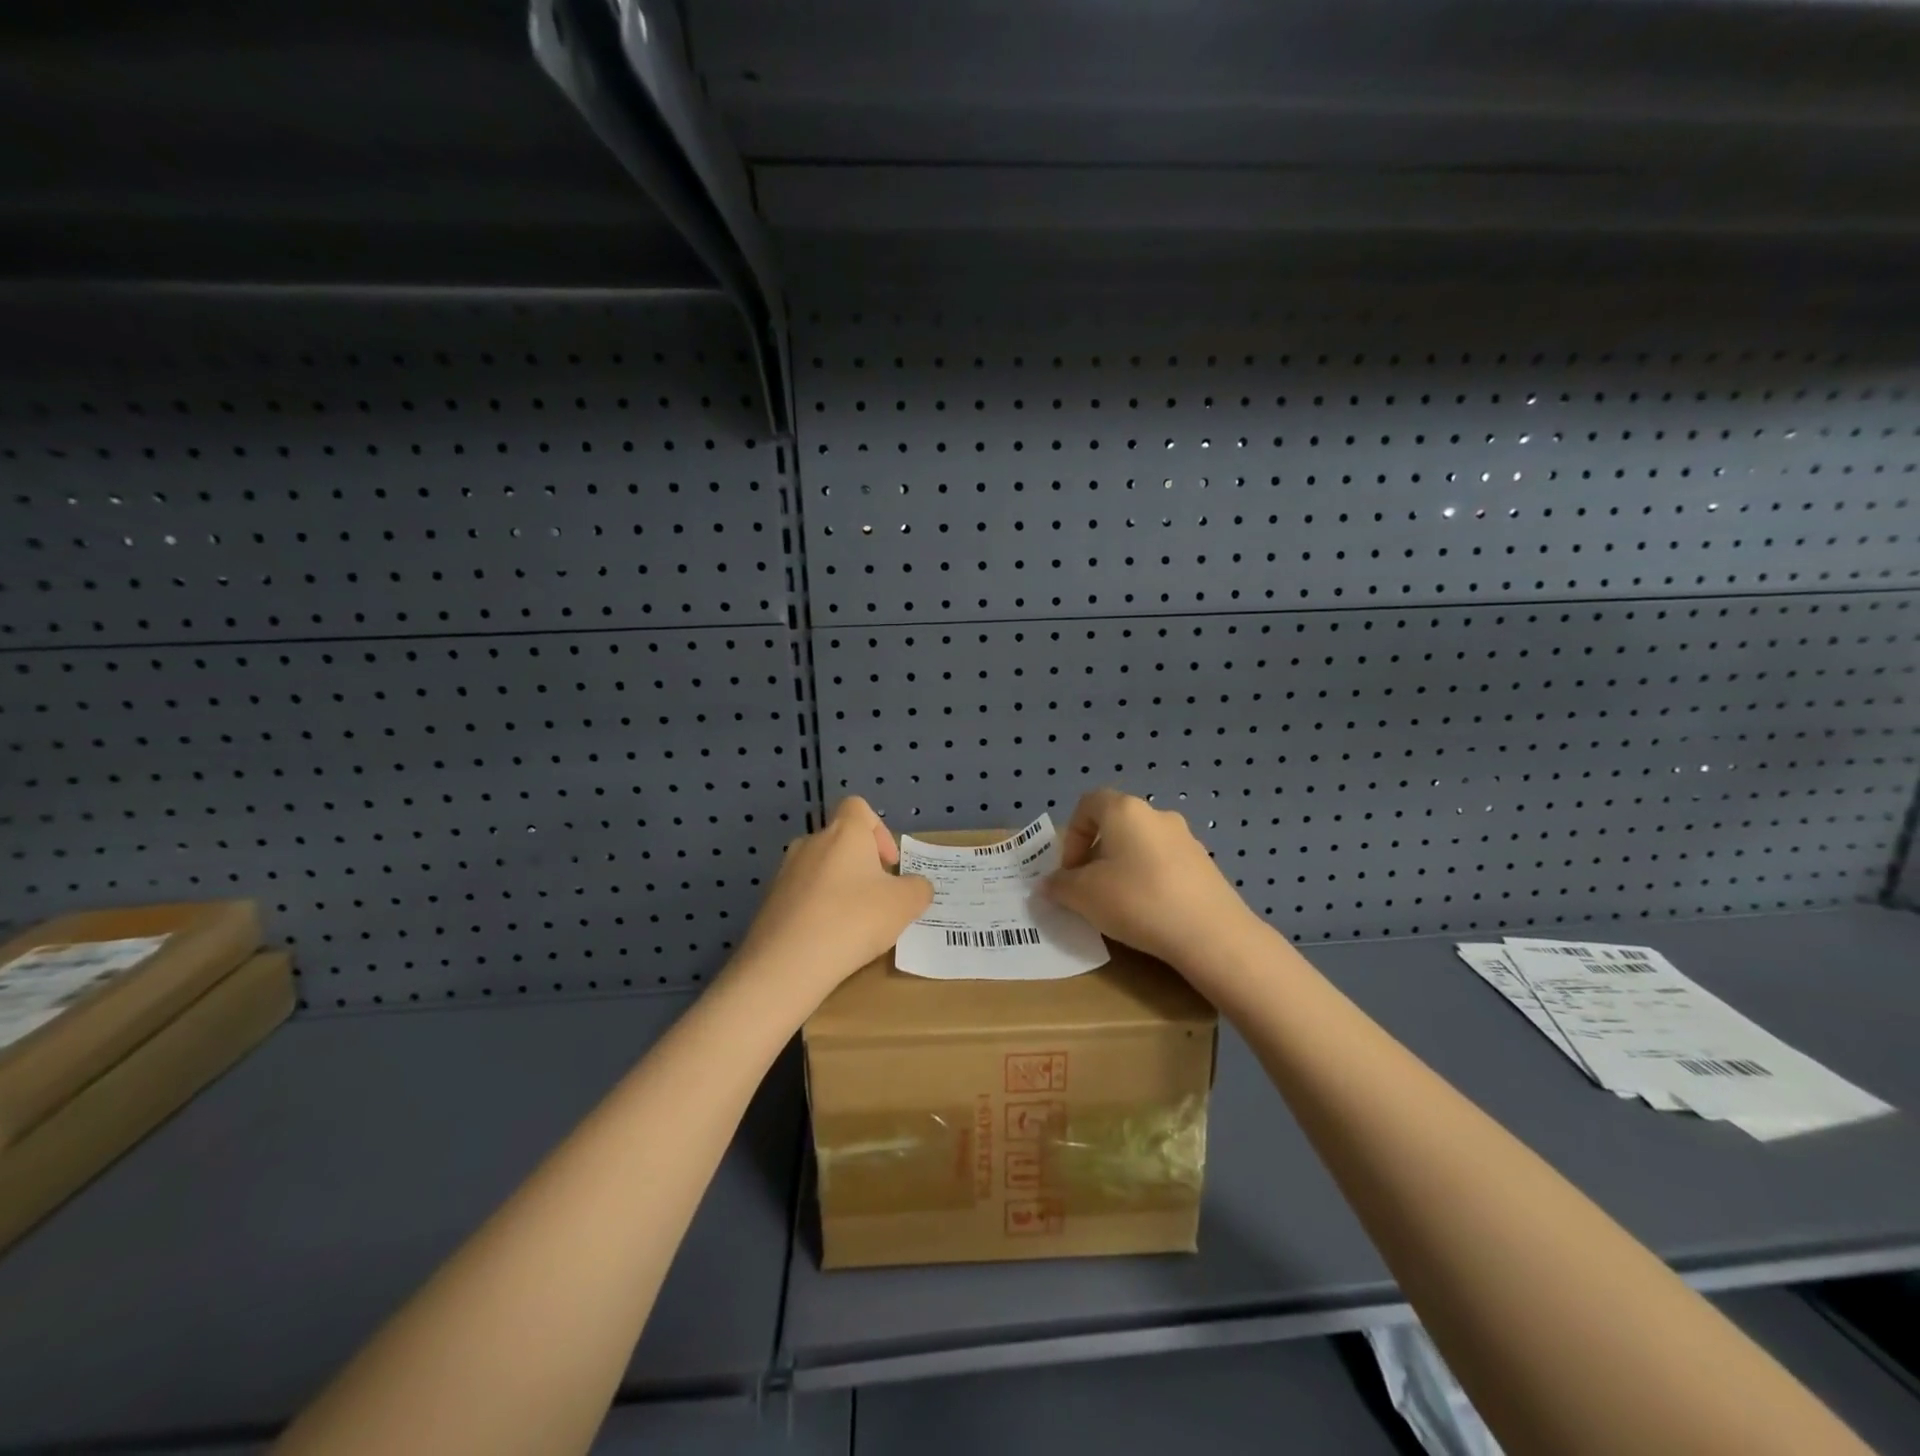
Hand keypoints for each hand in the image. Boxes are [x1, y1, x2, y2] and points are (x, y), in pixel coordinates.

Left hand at [730, 797, 932, 1004]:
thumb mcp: (904, 904)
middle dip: (861, 865)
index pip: (858, 807)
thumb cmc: (854, 919)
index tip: (888, 863)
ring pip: (820, 870)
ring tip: (853, 924)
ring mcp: (785, 872)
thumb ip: (918, 889)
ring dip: (839, 888)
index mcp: (844, 832)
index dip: (878, 829)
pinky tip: (828, 940)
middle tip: (877, 898)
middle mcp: (811, 843)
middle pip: (840, 841)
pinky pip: (802, 896)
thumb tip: (916, 886)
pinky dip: (817, 910)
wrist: (787, 963)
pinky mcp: (770, 902)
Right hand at [1044, 788, 1265, 972]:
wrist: (1212, 934)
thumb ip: (1059, 886)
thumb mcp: (1083, 896)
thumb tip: (1048, 884)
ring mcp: (1187, 839)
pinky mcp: (1206, 865)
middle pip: (1115, 825)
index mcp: (1125, 810)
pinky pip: (1165, 865)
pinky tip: (1150, 913)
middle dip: (1096, 855)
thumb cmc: (1137, 901)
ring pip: (1141, 846)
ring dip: (1123, 868)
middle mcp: (1157, 815)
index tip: (1071, 870)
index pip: (1088, 803)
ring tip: (1119, 905)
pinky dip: (1150, 881)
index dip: (1072, 834)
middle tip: (1089, 890)